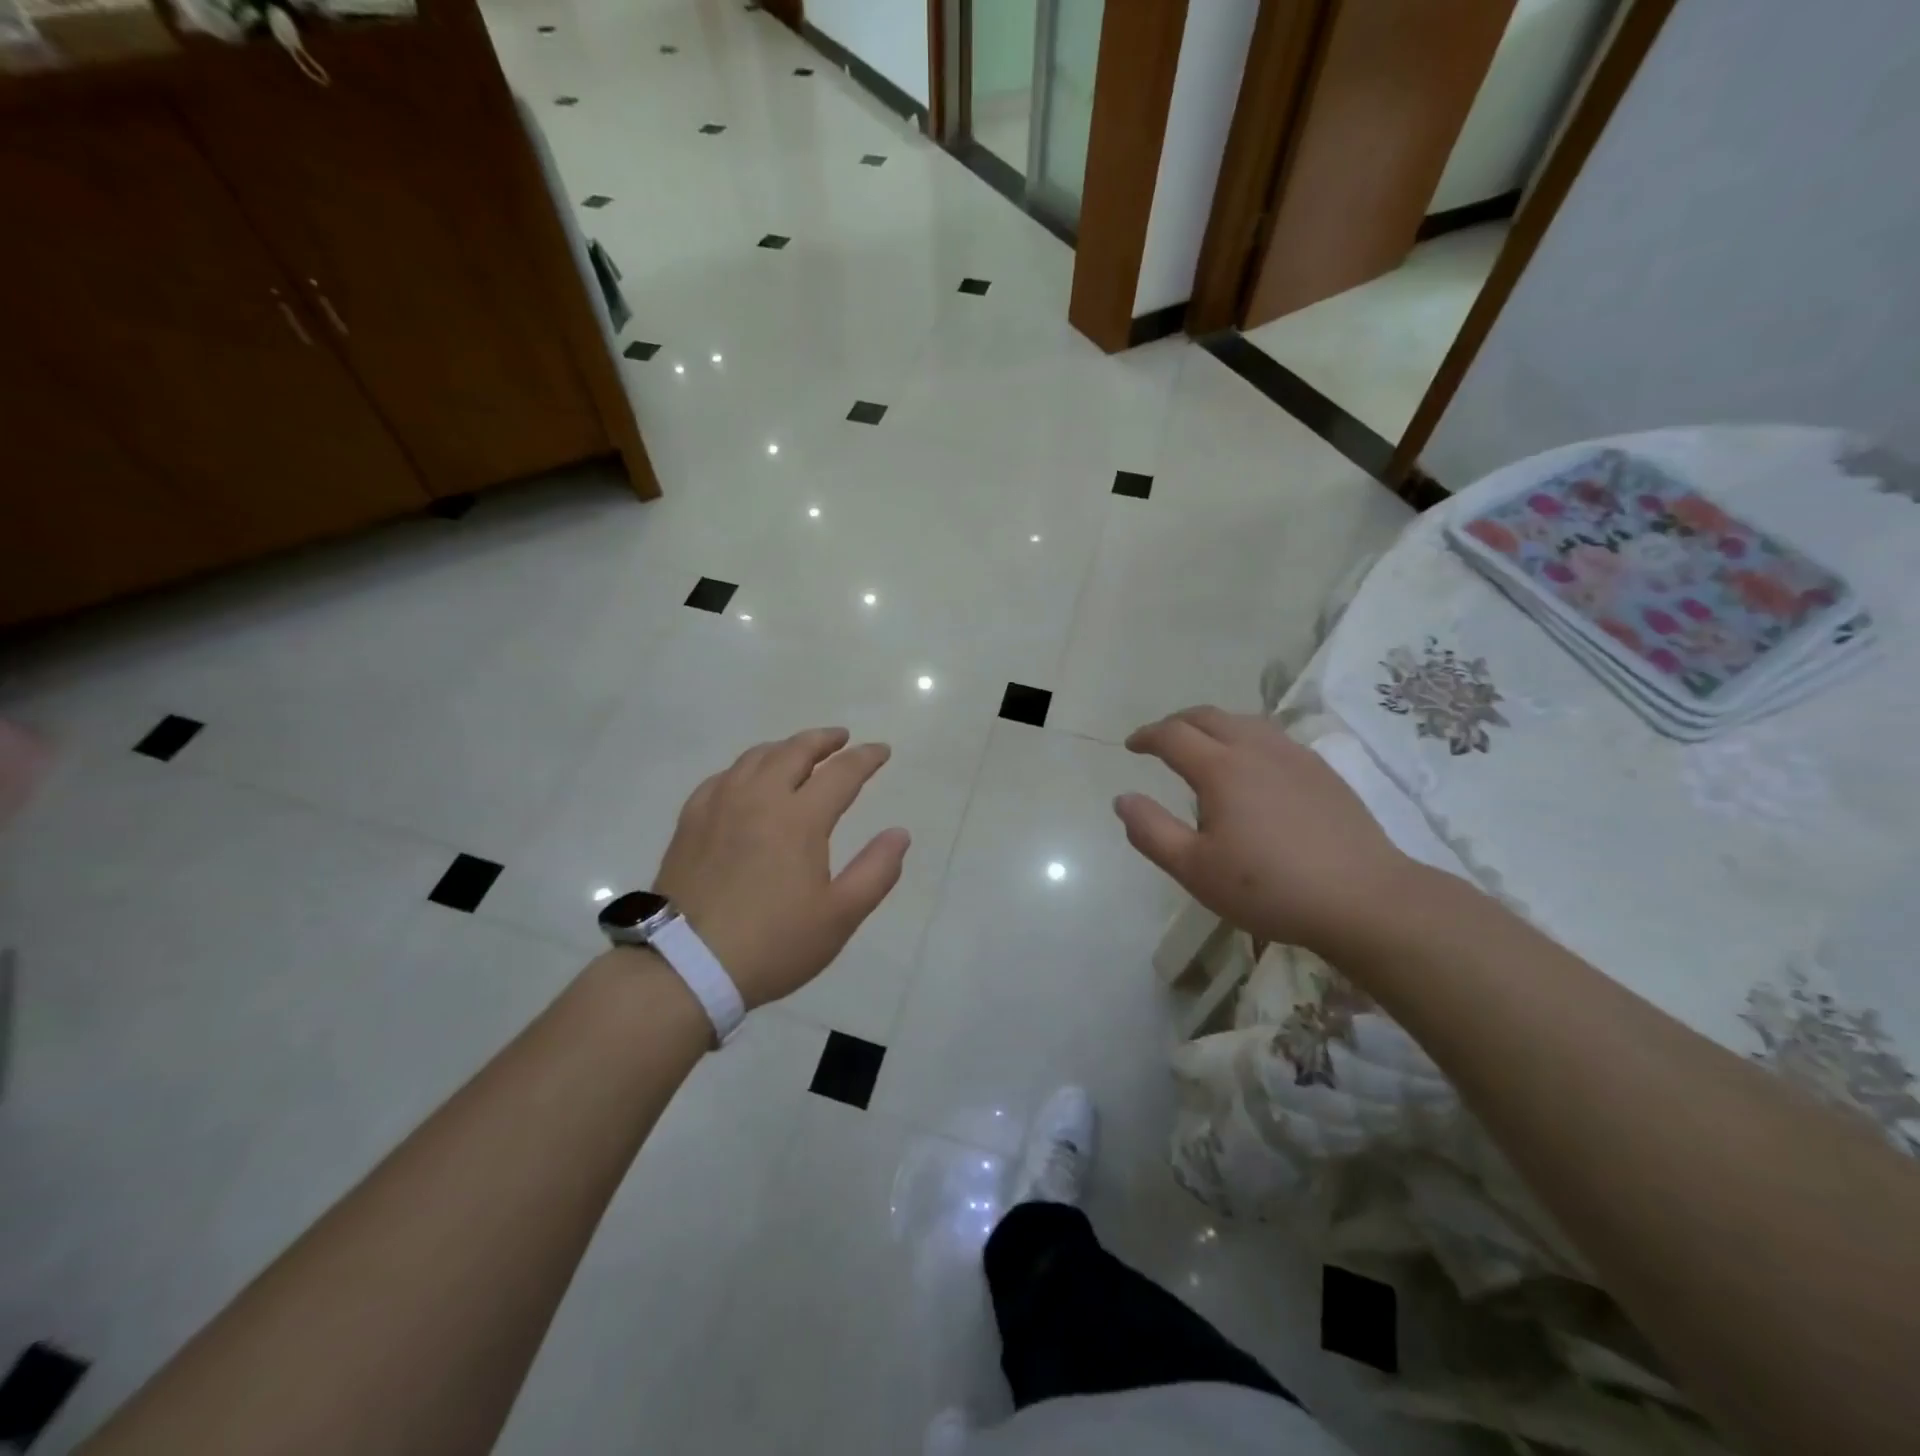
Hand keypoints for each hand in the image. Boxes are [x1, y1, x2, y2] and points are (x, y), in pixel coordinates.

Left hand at [652, 727, 909, 1008]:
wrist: (686, 967)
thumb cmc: (773, 944)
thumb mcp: (839, 917)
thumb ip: (876, 871)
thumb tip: (899, 833)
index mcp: (799, 819)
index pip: (841, 773)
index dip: (865, 758)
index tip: (881, 751)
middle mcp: (758, 799)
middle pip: (794, 751)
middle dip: (823, 740)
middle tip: (841, 738)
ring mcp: (719, 807)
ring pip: (755, 758)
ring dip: (784, 747)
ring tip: (798, 751)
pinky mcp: (690, 822)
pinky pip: (721, 778)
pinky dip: (744, 769)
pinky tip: (745, 780)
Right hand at [1114, 707, 1412, 953]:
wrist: (1363, 899)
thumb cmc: (1269, 888)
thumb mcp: (1195, 869)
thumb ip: (1151, 831)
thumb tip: (1122, 799)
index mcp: (1221, 768)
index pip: (1173, 735)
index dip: (1146, 736)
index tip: (1131, 746)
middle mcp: (1257, 749)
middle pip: (1209, 716)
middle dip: (1177, 722)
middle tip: (1160, 740)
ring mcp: (1295, 756)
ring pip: (1245, 721)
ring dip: (1213, 726)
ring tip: (1202, 747)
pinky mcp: (1322, 771)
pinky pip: (1272, 737)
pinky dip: (1245, 738)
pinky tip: (1252, 767)